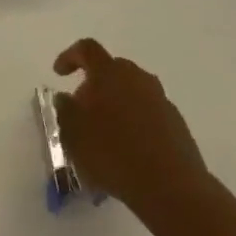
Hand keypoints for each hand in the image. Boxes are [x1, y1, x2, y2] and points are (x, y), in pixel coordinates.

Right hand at [52, 39, 207, 210]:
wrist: (171, 186)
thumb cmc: (112, 153)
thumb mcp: (72, 133)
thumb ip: (64, 110)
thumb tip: (65, 98)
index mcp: (109, 73)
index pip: (87, 49)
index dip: (70, 57)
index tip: (59, 74)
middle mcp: (138, 78)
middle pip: (112, 70)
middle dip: (94, 85)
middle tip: (82, 110)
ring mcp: (161, 100)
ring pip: (132, 93)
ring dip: (115, 106)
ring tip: (103, 135)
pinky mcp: (176, 124)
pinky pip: (148, 114)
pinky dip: (134, 124)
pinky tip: (126, 151)